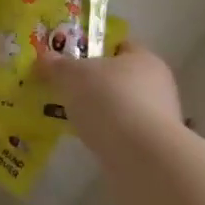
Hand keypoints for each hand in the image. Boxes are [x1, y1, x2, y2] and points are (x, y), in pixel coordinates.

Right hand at [34, 39, 182, 148]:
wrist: (142, 158)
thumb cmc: (109, 100)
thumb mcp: (72, 75)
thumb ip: (57, 65)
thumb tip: (45, 57)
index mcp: (143, 58)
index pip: (118, 46)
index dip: (94, 49)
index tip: (70, 59)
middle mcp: (157, 84)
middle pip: (119, 77)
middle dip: (93, 83)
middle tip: (65, 88)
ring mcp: (159, 118)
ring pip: (121, 106)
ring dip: (100, 111)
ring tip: (70, 117)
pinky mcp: (154, 148)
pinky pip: (123, 133)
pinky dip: (106, 134)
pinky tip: (86, 140)